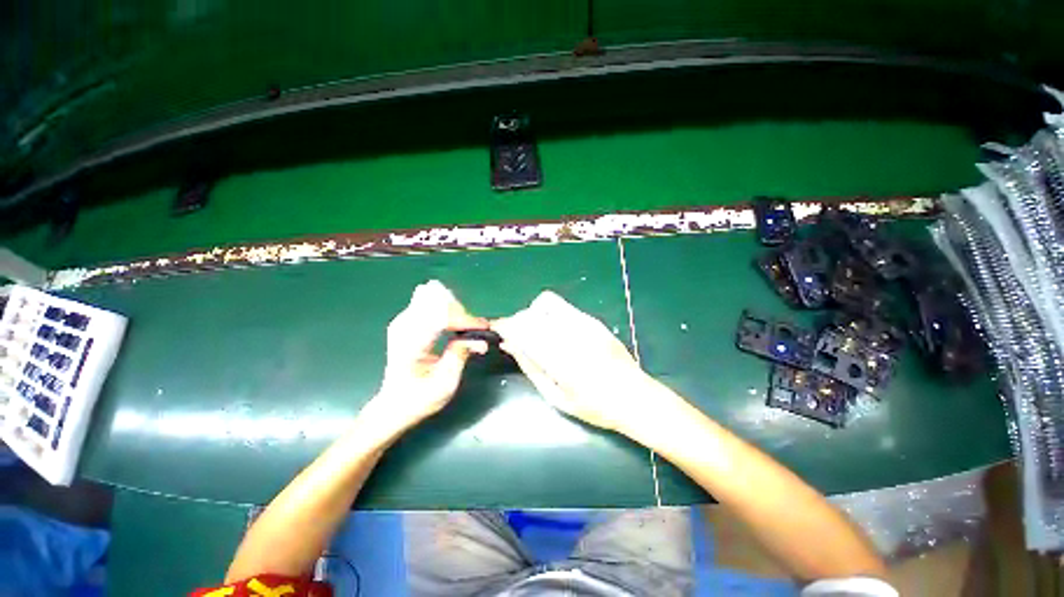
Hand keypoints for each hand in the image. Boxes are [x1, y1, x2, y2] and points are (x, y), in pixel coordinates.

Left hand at [364, 280, 488, 435]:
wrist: (393, 405)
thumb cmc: (419, 399)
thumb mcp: (445, 384)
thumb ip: (461, 356)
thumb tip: (479, 340)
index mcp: (410, 346)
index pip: (439, 318)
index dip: (463, 319)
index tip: (482, 327)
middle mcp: (403, 328)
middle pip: (436, 301)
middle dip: (459, 312)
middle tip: (474, 328)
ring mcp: (402, 322)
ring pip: (432, 297)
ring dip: (453, 309)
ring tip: (464, 325)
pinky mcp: (405, 320)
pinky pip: (428, 301)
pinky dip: (445, 308)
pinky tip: (452, 322)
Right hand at [492, 291, 660, 432]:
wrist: (634, 396)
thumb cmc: (594, 405)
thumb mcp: (556, 396)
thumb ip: (531, 367)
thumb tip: (511, 344)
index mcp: (559, 359)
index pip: (522, 329)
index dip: (506, 326)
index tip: (499, 330)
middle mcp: (570, 335)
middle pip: (531, 313)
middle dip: (518, 322)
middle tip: (519, 338)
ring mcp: (583, 324)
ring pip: (545, 303)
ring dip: (534, 314)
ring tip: (538, 332)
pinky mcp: (592, 319)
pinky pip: (562, 306)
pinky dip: (550, 314)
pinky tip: (556, 331)